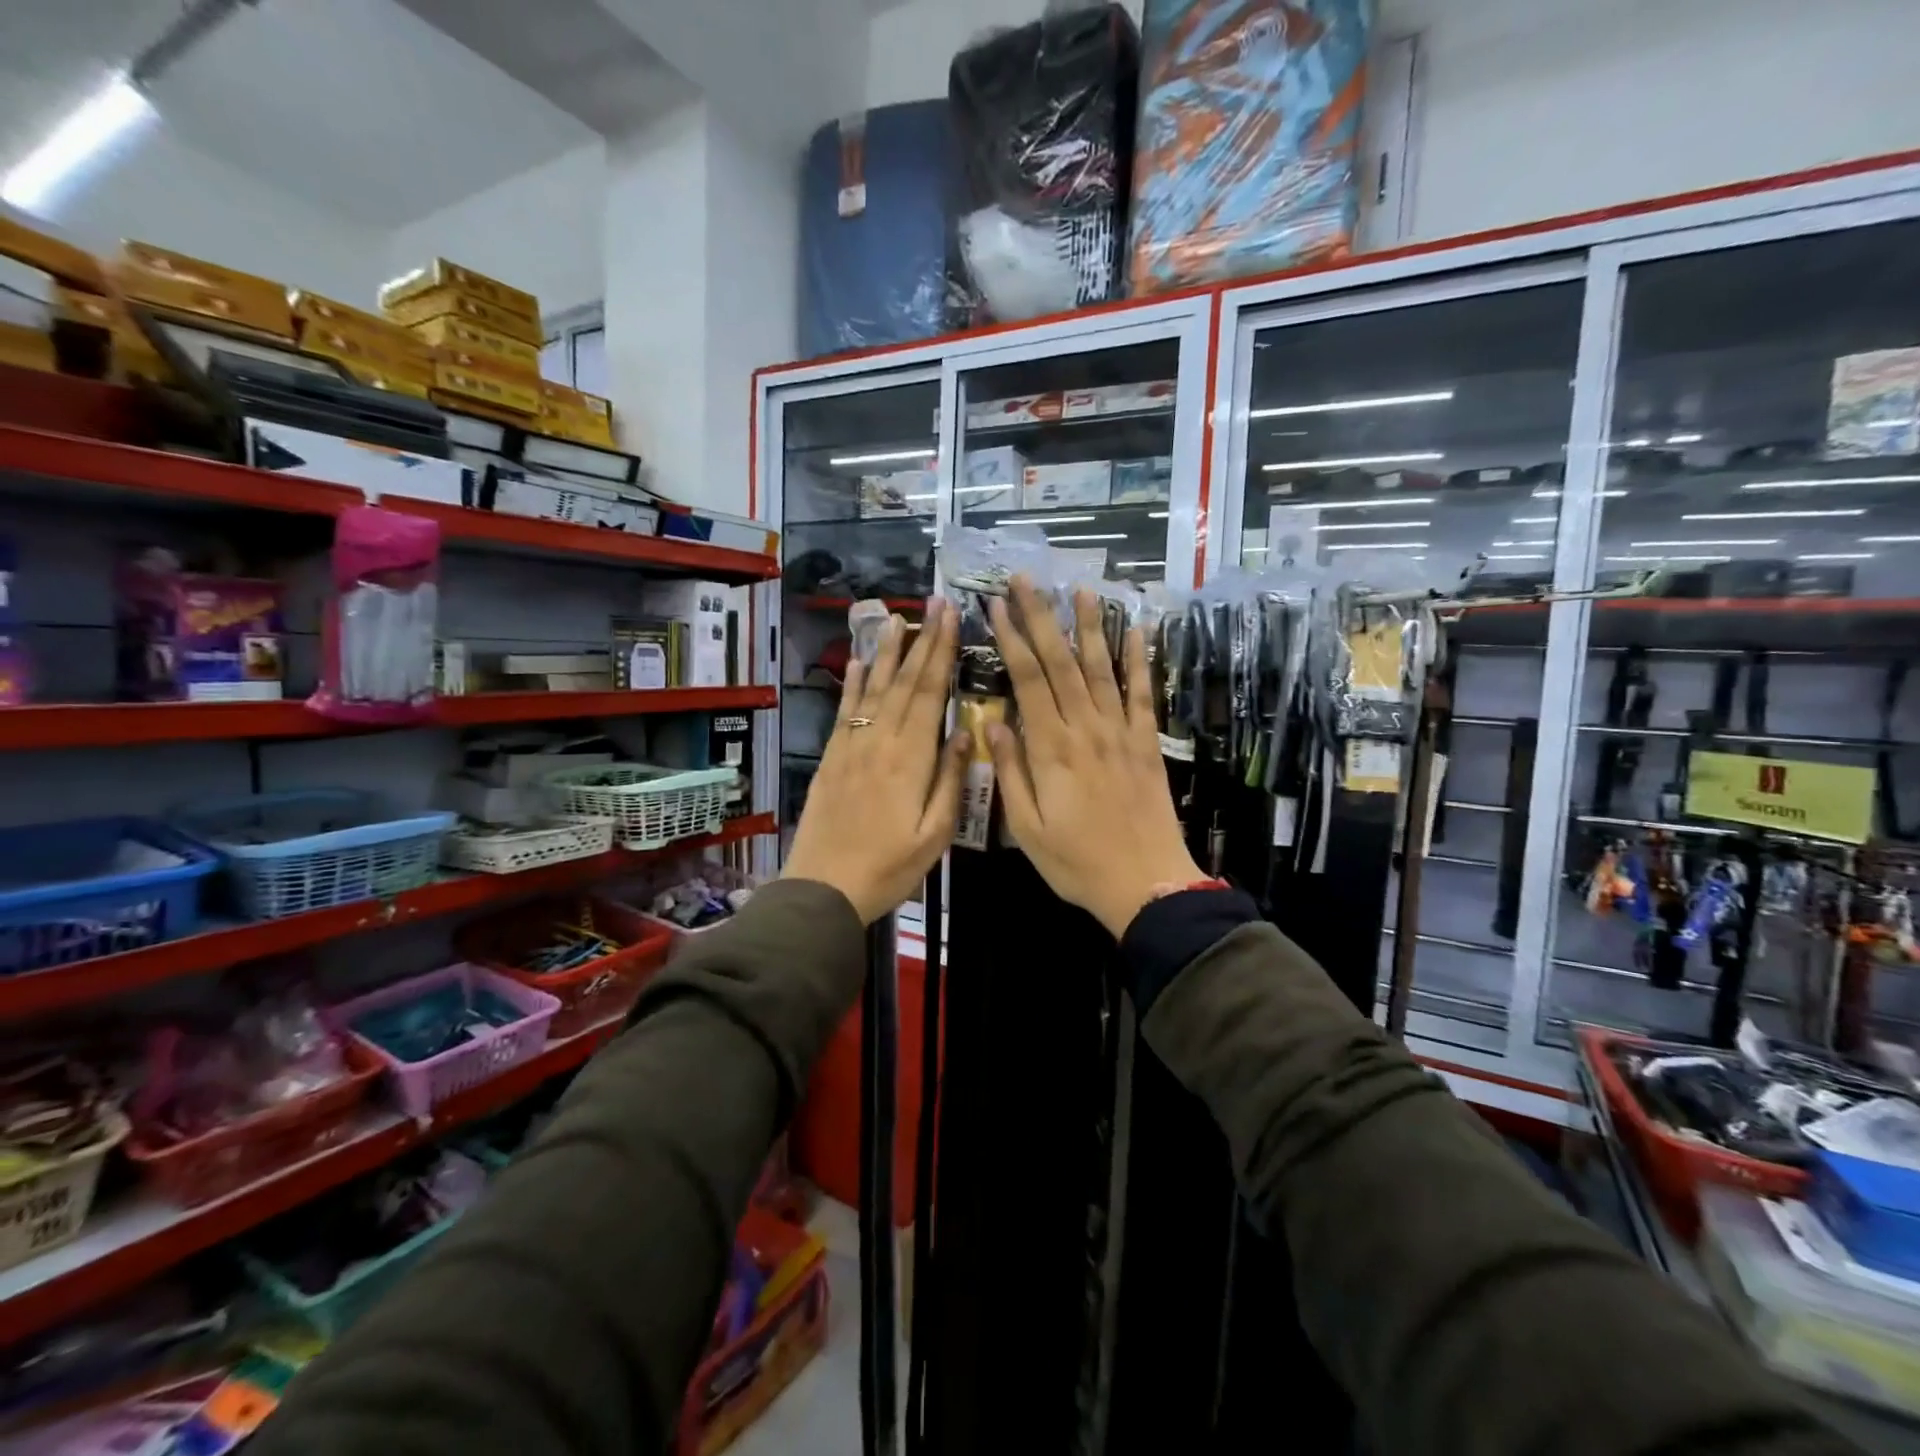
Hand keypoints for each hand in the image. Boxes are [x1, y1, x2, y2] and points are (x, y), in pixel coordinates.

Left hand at [783, 598, 967, 922]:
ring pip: (873, 688)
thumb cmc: (889, 867)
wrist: (824, 887)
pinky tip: (856, 662)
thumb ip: (950, 780)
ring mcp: (852, 745)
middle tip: (934, 602)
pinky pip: (845, 711)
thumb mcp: (934, 834)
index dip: (942, 651)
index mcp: (911, 758)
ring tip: (897, 617)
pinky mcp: (833, 757)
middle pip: (904, 681)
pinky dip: (851, 684)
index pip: (931, 692)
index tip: (952, 616)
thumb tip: (967, 731)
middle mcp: (881, 741)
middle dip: (922, 639)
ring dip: (886, 651)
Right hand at [986, 579, 1203, 938]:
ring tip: (1079, 588)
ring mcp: (1121, 732)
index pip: (1028, 680)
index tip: (996, 606)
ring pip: (1101, 669)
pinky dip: (1139, 660)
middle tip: (1026, 579)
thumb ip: (1009, 772)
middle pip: (1060, 662)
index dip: (1012, 639)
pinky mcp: (1147, 743)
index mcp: (1051, 749)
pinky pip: (1143, 694)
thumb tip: (991, 724)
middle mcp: (1086, 729)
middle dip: (1041, 617)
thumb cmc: (1076, 862)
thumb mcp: (1026, 828)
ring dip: (1089, 626)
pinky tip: (1135, 630)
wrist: (1146, 883)